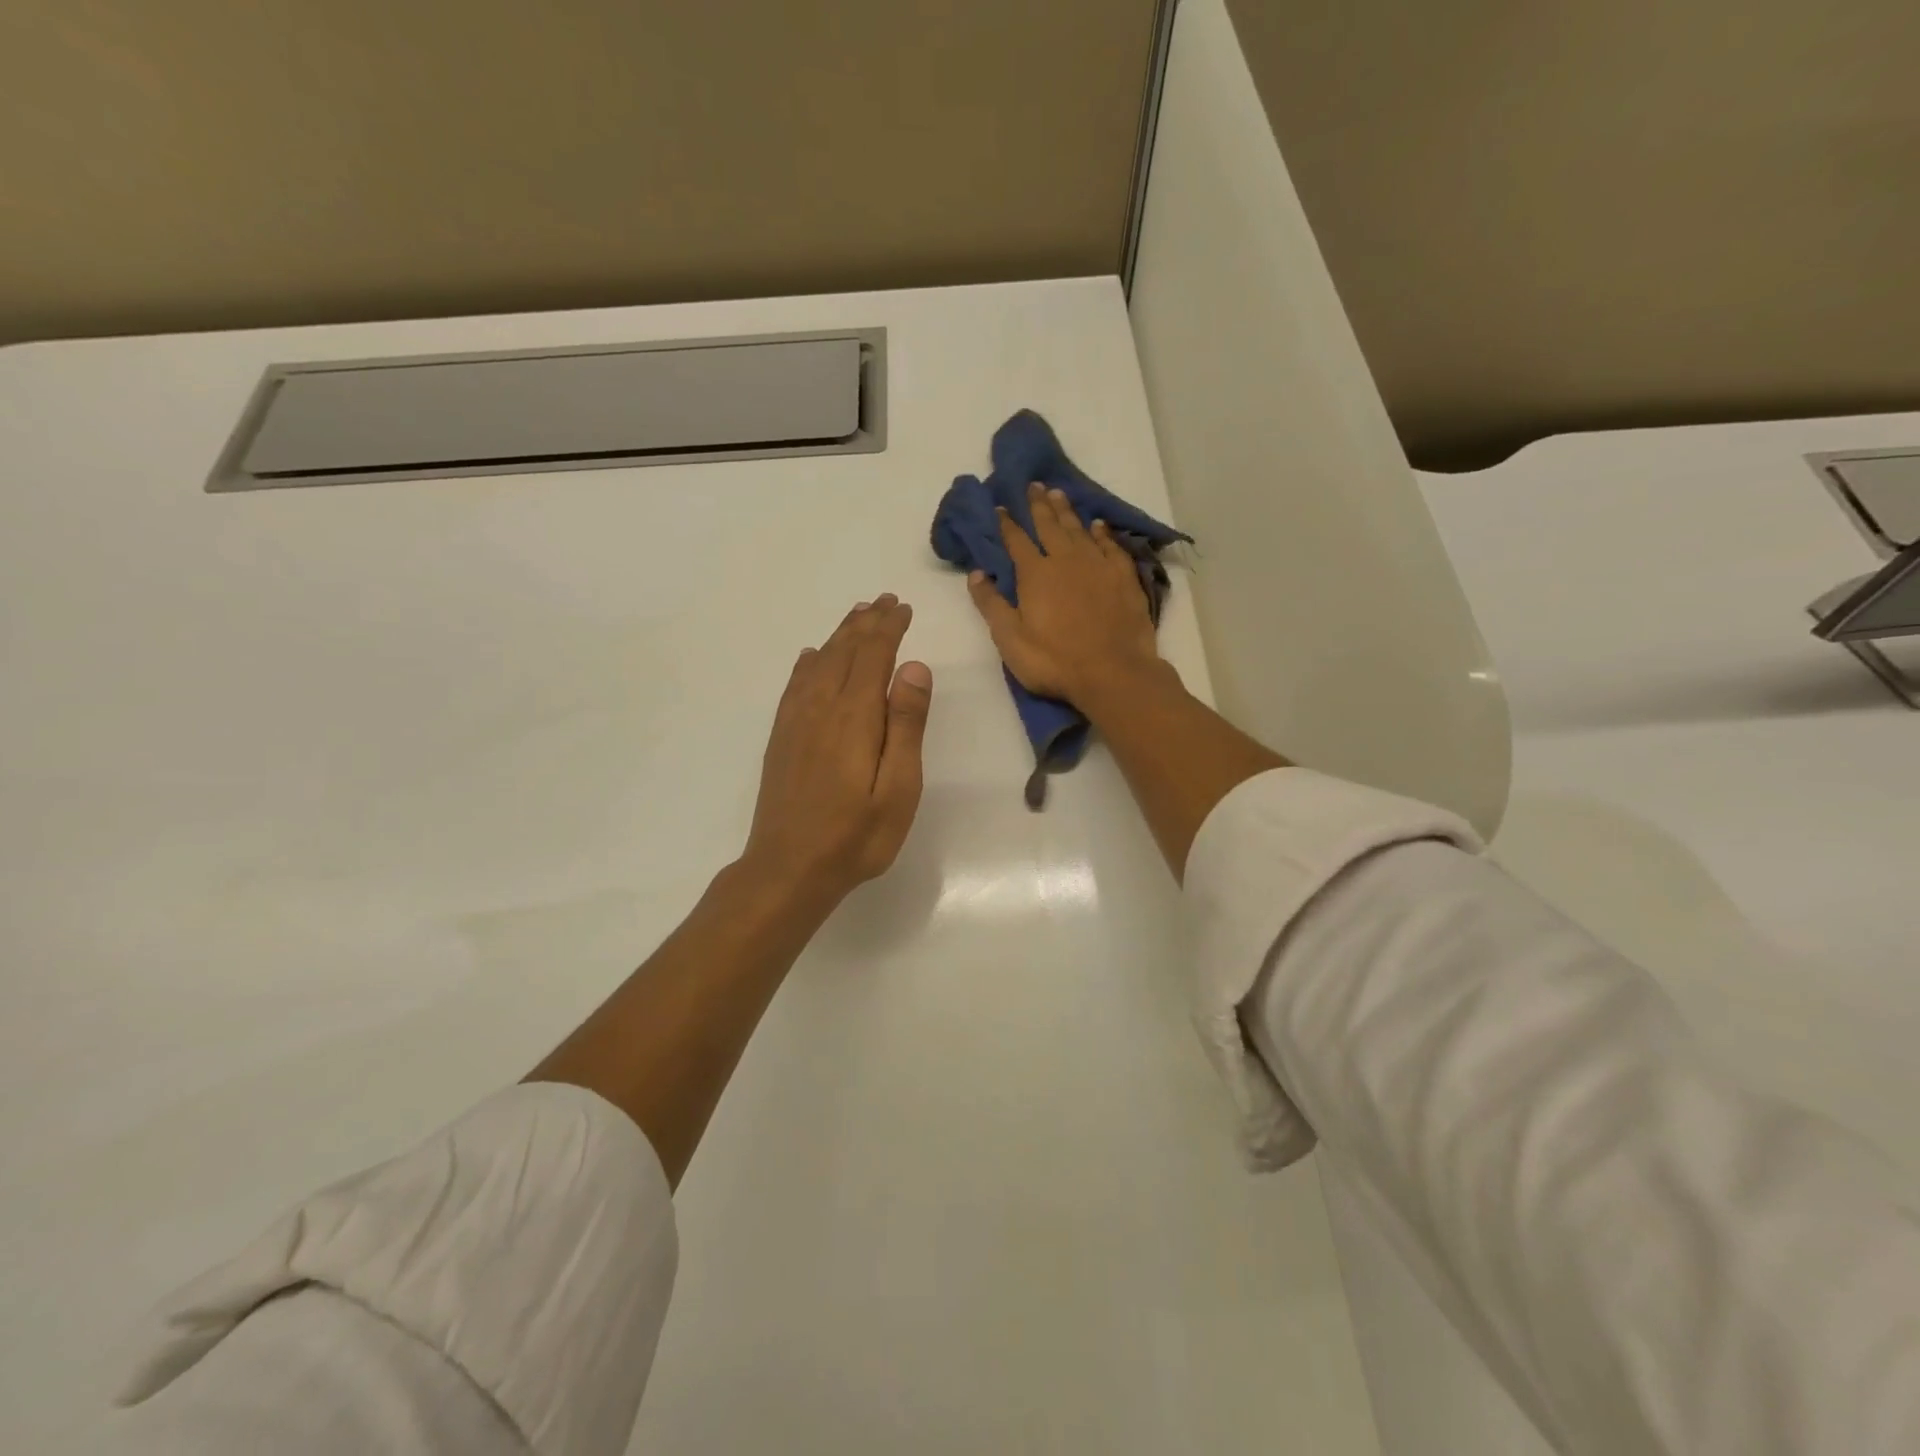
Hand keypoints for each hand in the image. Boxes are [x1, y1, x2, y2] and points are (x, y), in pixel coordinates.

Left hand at [740, 595, 932, 903]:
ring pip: (819, 663)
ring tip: (856, 616)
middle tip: (884, 601)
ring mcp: (796, 722)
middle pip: (844, 651)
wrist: (788, 869)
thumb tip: (914, 667)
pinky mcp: (781, 738)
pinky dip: (808, 662)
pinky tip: (812, 658)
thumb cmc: (856, 836)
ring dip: (840, 636)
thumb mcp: (898, 788)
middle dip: (866, 623)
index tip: (903, 608)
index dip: (889, 628)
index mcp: (855, 716)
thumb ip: (906, 726)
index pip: (873, 655)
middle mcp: (821, 707)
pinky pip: (795, 685)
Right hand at [967, 482, 1161, 702]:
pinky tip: (1098, 526)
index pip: (1017, 541)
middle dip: (1038, 506)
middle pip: (1050, 526)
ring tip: (1058, 494)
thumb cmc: (1054, 660)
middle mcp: (1066, 561)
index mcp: (1035, 574)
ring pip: (1079, 530)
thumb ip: (991, 604)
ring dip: (1067, 511)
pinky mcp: (1123, 577)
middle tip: (1034, 485)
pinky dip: (1102, 533)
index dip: (1007, 524)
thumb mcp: (1010, 639)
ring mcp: (1098, 566)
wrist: (1113, 672)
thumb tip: (976, 573)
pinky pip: (1110, 546)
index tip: (1001, 507)